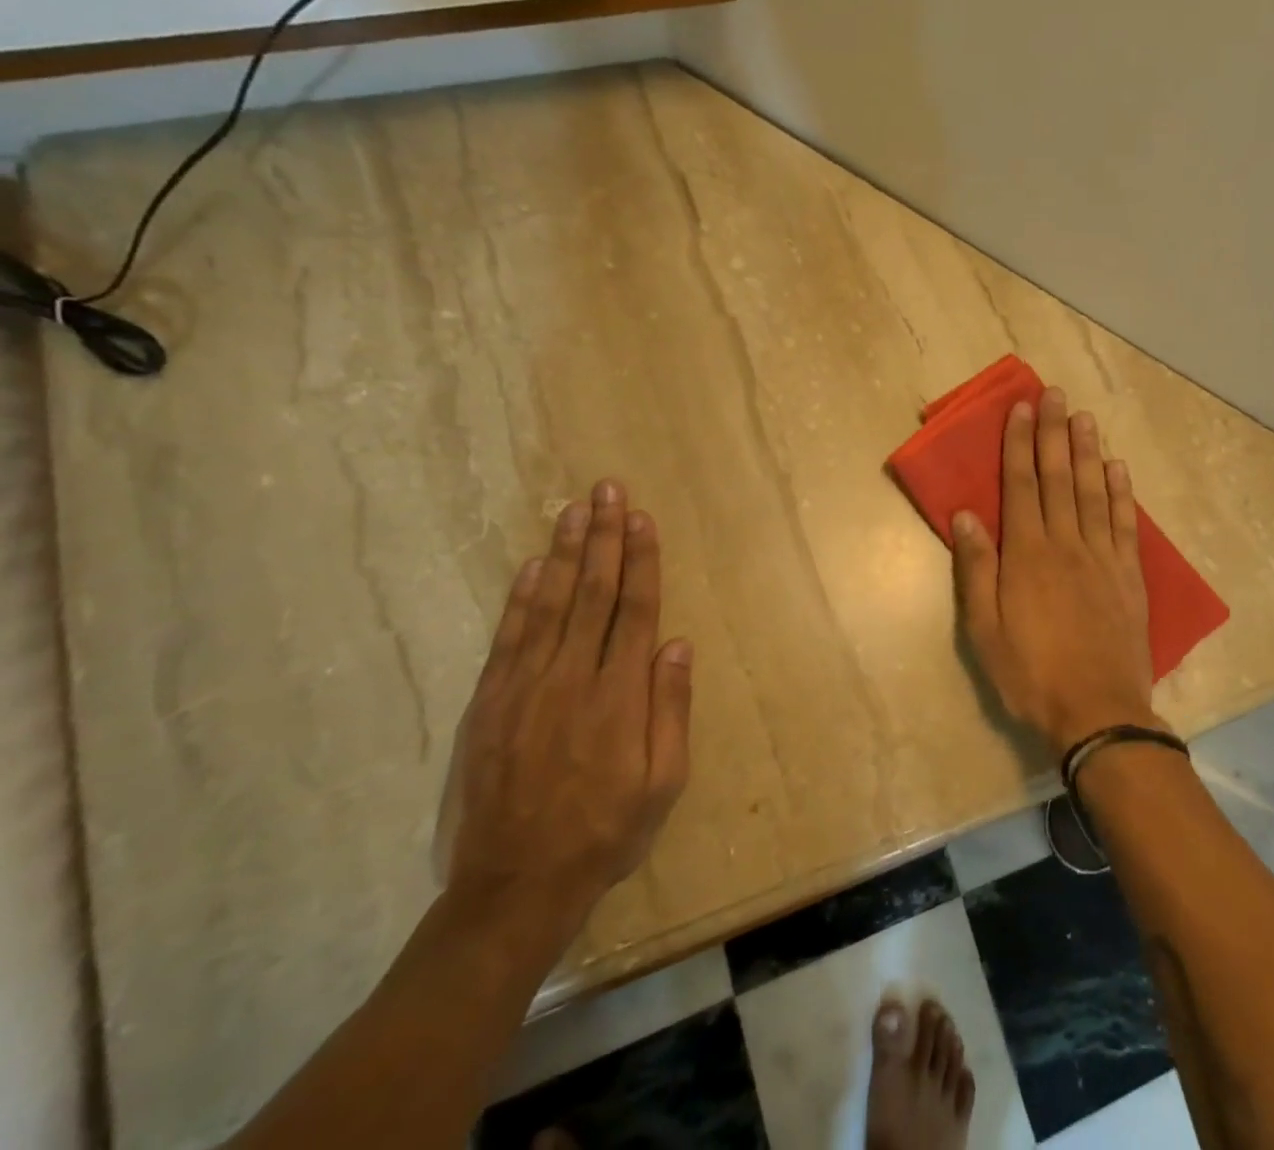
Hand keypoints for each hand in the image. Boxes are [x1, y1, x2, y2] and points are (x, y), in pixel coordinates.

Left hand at [447, 479, 693, 930]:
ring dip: (566, 553)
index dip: (641, 560)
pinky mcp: (489, 704)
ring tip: (574, 509)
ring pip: (551, 604)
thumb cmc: (605, 832)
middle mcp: (573, 678)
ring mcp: (525, 688)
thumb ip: (671, 709)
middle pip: (594, 593)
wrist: (514, 888)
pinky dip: (521, 598)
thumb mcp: (663, 782)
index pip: (636, 610)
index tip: (641, 518)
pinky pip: (509, 638)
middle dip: (603, 537)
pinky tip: (534, 567)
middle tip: (606, 490)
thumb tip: (678, 644)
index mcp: (620, 695)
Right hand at [953, 387, 1160, 754]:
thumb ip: (976, 570)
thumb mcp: (985, 630)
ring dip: (1088, 451)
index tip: (1021, 409)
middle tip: (1054, 394)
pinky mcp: (1129, 576)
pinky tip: (1118, 468)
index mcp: (1027, 555)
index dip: (1020, 445)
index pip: (1022, 486)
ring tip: (1084, 417)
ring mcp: (1103, 557)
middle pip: (1059, 478)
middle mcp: (1066, 544)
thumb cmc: (1030, 673)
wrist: (1098, 711)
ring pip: (1094, 492)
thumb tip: (965, 516)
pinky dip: (1122, 493)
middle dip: (1053, 433)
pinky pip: (1125, 524)